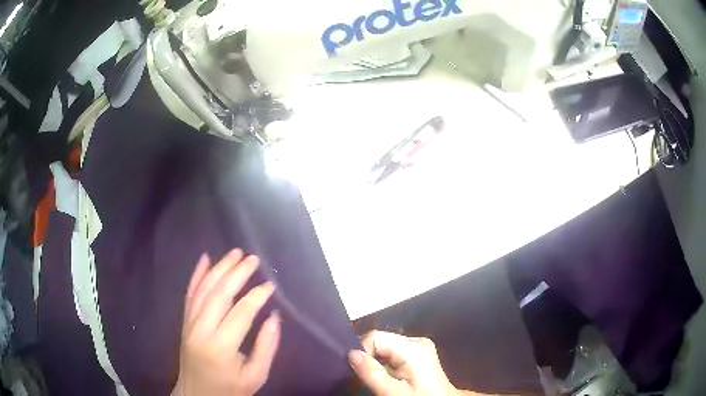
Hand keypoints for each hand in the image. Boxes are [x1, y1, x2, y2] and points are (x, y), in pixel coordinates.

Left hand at [173, 250, 280, 395]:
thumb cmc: (230, 390)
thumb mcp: (255, 377)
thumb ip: (266, 348)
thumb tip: (274, 318)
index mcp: (221, 347)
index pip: (241, 313)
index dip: (257, 296)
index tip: (271, 286)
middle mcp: (201, 330)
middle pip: (219, 294)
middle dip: (237, 273)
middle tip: (253, 259)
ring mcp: (189, 324)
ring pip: (203, 289)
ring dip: (219, 268)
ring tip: (235, 253)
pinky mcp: (184, 322)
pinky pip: (190, 294)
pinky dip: (197, 275)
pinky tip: (205, 259)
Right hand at [349, 331, 471, 395]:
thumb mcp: (392, 391)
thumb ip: (371, 372)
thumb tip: (351, 353)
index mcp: (413, 347)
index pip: (375, 337)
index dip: (362, 352)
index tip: (357, 371)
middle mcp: (417, 341)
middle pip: (380, 340)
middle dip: (369, 358)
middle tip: (363, 377)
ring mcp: (419, 347)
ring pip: (385, 347)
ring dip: (376, 362)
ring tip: (376, 379)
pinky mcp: (418, 354)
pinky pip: (393, 353)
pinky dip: (384, 364)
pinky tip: (386, 378)